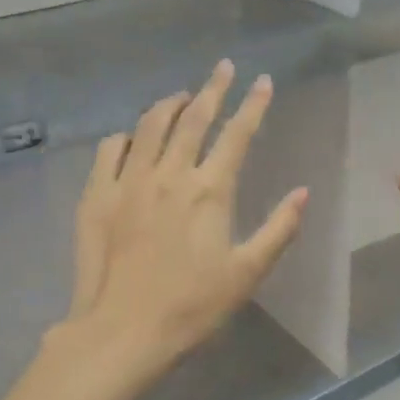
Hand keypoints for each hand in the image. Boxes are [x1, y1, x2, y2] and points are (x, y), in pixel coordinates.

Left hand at [63, 60, 306, 377]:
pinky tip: (131, 137)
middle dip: (212, 89)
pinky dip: (125, 136)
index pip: (237, 135)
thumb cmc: (193, 306)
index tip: (262, 81)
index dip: (253, 105)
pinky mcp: (96, 196)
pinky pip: (110, 150)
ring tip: (180, 95)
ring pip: (149, 126)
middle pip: (193, 118)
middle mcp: (169, 175)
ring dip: (168, 105)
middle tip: (222, 68)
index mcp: (209, 191)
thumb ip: (279, 229)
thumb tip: (303, 192)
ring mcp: (128, 182)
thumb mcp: (248, 272)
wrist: (124, 331)